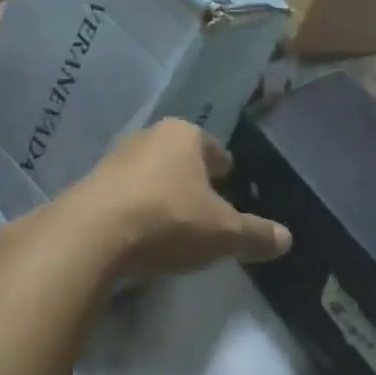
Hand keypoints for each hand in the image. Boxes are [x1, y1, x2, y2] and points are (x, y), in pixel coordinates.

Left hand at [54, 119, 291, 279]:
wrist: (92, 235)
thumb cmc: (169, 219)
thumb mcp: (223, 233)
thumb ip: (256, 234)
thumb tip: (288, 239)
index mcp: (184, 135)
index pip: (212, 147)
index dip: (223, 165)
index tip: (228, 179)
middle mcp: (149, 137)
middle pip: (178, 156)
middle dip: (190, 176)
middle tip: (202, 200)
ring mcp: (114, 159)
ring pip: (148, 173)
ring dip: (158, 191)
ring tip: (170, 219)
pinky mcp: (88, 186)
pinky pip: (122, 195)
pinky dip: (133, 209)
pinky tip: (138, 233)